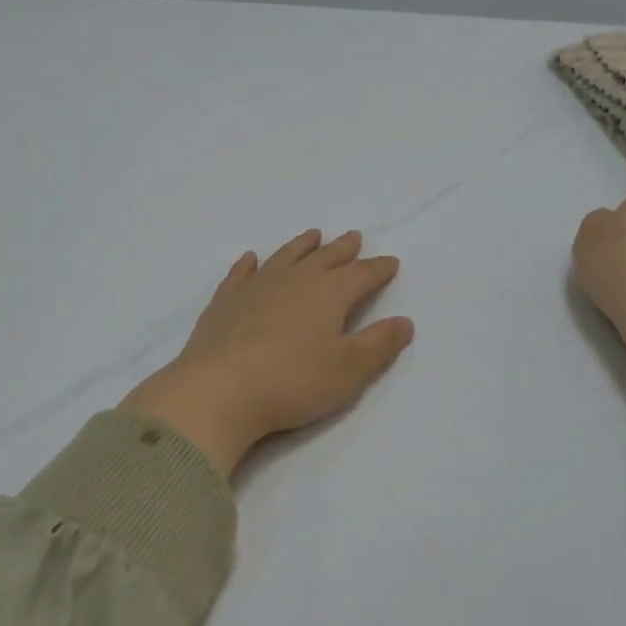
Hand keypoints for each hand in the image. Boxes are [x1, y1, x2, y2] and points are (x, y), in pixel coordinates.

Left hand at [119, 229, 414, 475]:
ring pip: (285, 257)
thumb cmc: (293, 380)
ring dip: (301, 246)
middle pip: (324, 258)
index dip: (378, 269)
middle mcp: (294, 280)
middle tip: (353, 237)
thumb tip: (405, 322)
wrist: (220, 389)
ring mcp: (256, 287)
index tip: (391, 263)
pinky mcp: (225, 302)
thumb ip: (379, 344)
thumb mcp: (349, 369)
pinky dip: (249, 264)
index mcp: (329, 293)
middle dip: (343, 249)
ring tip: (312, 236)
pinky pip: (241, 273)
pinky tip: (251, 259)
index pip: (362, 275)